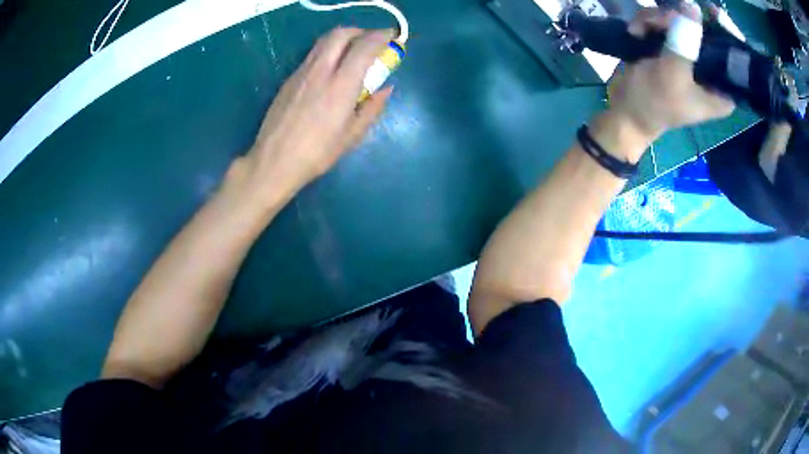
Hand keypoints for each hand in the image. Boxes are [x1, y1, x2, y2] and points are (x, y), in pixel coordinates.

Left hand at [228, 28, 394, 205]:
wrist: (274, 161)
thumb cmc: (317, 153)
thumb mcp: (353, 135)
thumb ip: (373, 108)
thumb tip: (386, 89)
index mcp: (341, 84)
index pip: (365, 46)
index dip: (382, 36)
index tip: (393, 37)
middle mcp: (321, 70)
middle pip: (341, 34)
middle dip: (361, 31)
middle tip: (372, 42)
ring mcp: (301, 72)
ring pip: (324, 41)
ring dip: (343, 38)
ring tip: (353, 51)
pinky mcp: (290, 79)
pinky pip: (312, 54)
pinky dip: (328, 51)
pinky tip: (331, 69)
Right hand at [608, 6, 734, 140]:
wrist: (625, 110)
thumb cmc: (654, 103)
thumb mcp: (673, 74)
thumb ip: (685, 41)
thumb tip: (692, 6)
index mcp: (721, 89)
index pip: (733, 56)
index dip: (725, 31)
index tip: (711, 11)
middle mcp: (710, 71)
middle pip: (705, 31)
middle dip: (680, 20)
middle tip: (660, 20)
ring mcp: (690, 56)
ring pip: (681, 21)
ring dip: (657, 19)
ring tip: (639, 28)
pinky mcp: (671, 47)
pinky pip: (665, 22)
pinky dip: (648, 22)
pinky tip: (635, 30)